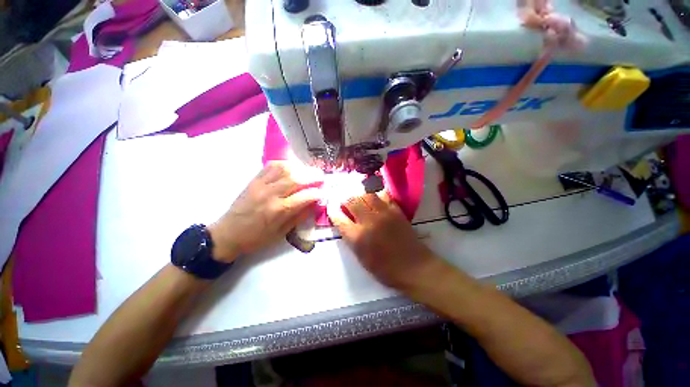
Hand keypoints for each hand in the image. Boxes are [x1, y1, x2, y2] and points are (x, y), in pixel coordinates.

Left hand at [208, 161, 322, 262]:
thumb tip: (315, 203)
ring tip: (308, 171)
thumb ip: (300, 216)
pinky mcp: (254, 180)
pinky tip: (292, 167)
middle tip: (321, 176)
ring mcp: (260, 184)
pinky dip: (284, 164)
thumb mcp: (282, 233)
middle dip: (312, 176)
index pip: (304, 196)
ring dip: (299, 168)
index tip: (323, 191)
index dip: (317, 192)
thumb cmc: (257, 238)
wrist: (228, 233)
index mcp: (278, 211)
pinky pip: (271, 166)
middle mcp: (270, 194)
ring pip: (284, 169)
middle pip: (295, 179)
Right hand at [327, 192, 441, 291]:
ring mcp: (383, 213)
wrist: (414, 267)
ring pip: (366, 193)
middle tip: (344, 200)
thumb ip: (350, 238)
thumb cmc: (385, 269)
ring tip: (357, 196)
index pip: (339, 217)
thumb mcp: (361, 258)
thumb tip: (344, 222)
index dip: (333, 210)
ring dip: (359, 193)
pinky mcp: (395, 210)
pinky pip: (383, 194)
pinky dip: (375, 193)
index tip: (332, 207)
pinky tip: (373, 197)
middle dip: (344, 198)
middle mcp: (368, 221)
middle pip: (351, 200)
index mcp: (357, 237)